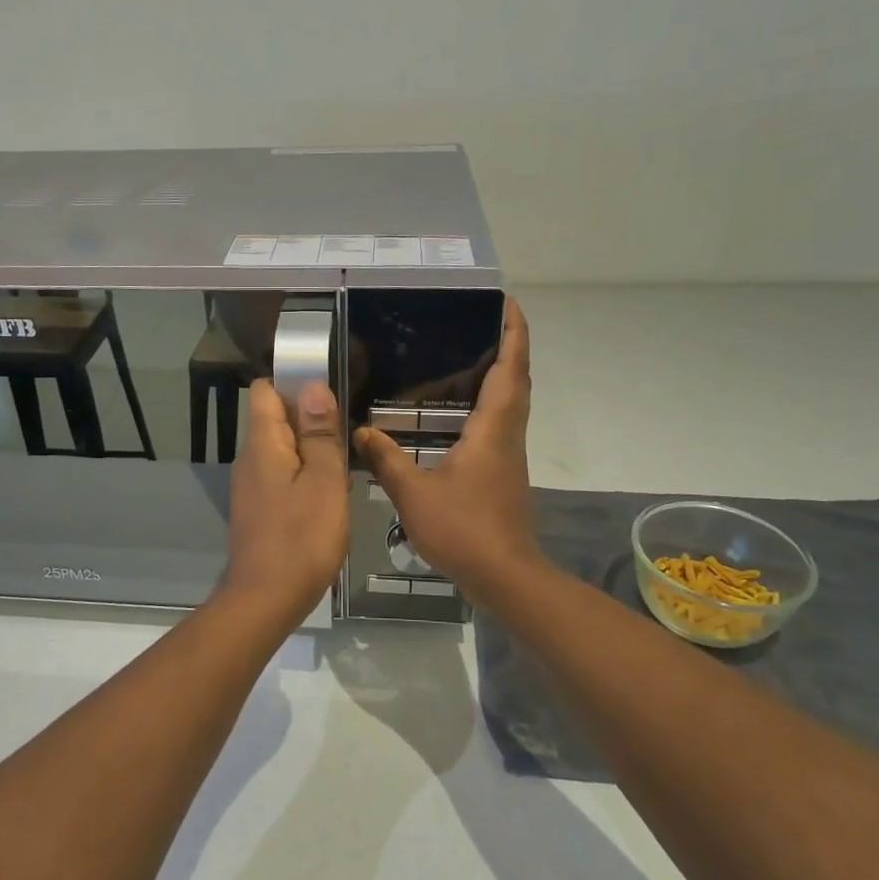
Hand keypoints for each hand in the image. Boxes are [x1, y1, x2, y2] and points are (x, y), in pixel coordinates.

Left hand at [221, 378, 350, 626]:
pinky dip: (305, 479)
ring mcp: (251, 487)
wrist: (266, 600)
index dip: (294, 384)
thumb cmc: (301, 538)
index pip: (265, 391)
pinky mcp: (258, 511)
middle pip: (277, 421)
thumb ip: (320, 434)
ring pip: (283, 452)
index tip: (329, 394)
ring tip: (345, 468)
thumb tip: (313, 386)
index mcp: (263, 445)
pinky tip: (329, 499)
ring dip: (312, 453)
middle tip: (347, 436)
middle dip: (311, 421)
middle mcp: (250, 460)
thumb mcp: (324, 481)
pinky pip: (283, 479)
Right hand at [353, 298, 541, 608]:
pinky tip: (456, 413)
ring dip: (499, 375)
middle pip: (517, 380)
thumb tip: (361, 430)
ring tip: (464, 357)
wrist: (505, 576)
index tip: (508, 303)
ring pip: (511, 402)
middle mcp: (508, 434)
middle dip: (508, 346)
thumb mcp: (414, 493)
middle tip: (480, 322)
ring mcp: (509, 455)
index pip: (510, 369)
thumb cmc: (464, 529)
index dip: (514, 333)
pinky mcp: (504, 473)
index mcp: (493, 429)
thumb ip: (386, 459)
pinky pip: (500, 424)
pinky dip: (486, 405)